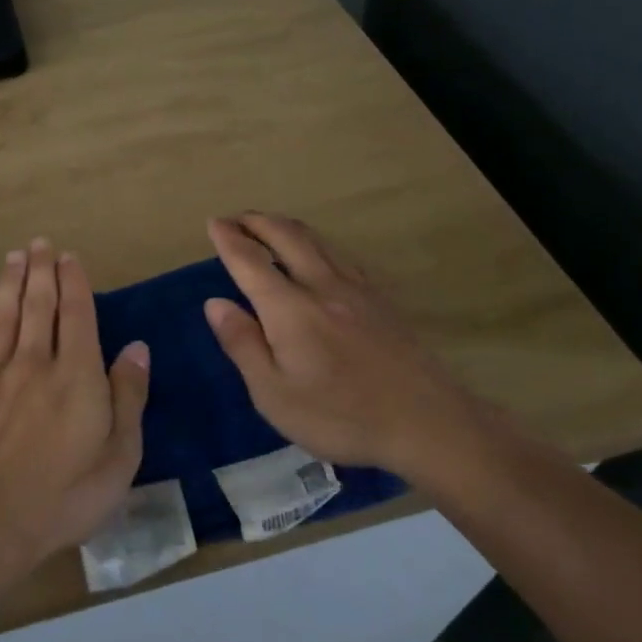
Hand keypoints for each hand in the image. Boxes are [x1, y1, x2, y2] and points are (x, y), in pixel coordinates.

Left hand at [0, 238, 149, 579]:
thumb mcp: (120, 455)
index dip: (74, 282)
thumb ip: (129, 396)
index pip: (77, 315)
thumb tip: (137, 347)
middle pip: (39, 306)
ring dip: (11, 283)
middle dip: (42, 271)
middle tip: (40, 243)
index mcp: (77, 375)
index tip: (70, 257)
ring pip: (5, 316)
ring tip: (14, 256)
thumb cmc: (66, 494)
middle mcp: (35, 362)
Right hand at [203, 213, 481, 473]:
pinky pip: (341, 255)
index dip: (229, 239)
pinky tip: (319, 253)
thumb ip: (243, 344)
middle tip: (236, 218)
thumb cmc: (341, 416)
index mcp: (289, 309)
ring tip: (269, 225)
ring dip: (286, 226)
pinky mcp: (381, 300)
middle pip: (287, 237)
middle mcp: (322, 286)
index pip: (250, 262)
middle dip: (257, 222)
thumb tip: (215, 303)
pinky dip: (318, 243)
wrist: (428, 423)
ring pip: (317, 241)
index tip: (214, 222)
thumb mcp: (274, 394)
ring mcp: (356, 290)